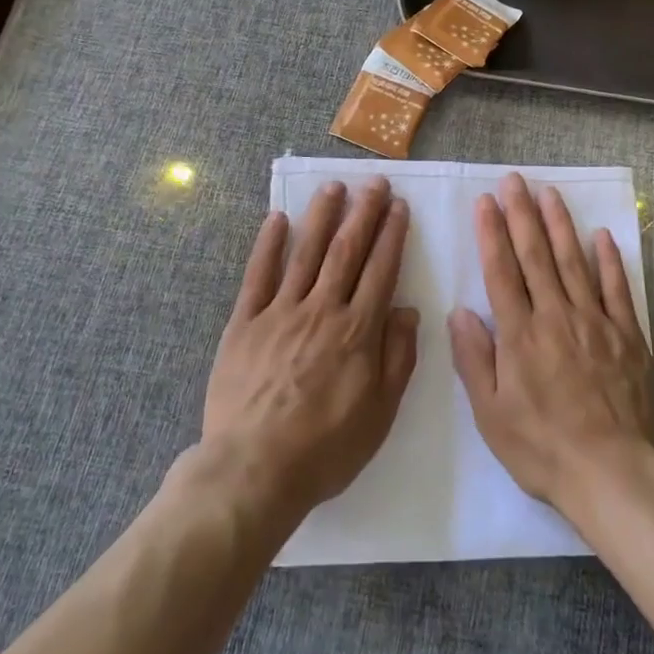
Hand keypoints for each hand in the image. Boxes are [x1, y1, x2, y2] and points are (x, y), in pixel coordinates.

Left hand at [202, 178, 418, 519]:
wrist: (253, 470)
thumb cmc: (325, 448)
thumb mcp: (380, 414)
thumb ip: (397, 358)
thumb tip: (408, 310)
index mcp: (357, 331)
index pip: (380, 270)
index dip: (391, 235)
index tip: (399, 207)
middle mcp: (322, 310)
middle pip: (346, 251)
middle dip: (363, 213)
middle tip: (375, 183)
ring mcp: (280, 312)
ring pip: (305, 253)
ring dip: (321, 216)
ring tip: (333, 186)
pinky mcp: (244, 323)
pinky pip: (258, 276)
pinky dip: (268, 245)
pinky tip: (276, 219)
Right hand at [448, 174, 653, 515]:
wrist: (612, 472)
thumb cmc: (541, 446)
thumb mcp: (491, 414)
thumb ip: (474, 359)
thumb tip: (460, 312)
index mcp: (520, 334)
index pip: (501, 271)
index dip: (492, 233)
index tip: (486, 202)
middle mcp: (556, 316)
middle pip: (536, 256)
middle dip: (522, 214)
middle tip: (514, 180)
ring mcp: (595, 322)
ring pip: (574, 262)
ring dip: (560, 224)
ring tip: (549, 193)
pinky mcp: (627, 335)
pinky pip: (616, 289)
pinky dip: (609, 260)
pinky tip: (601, 235)